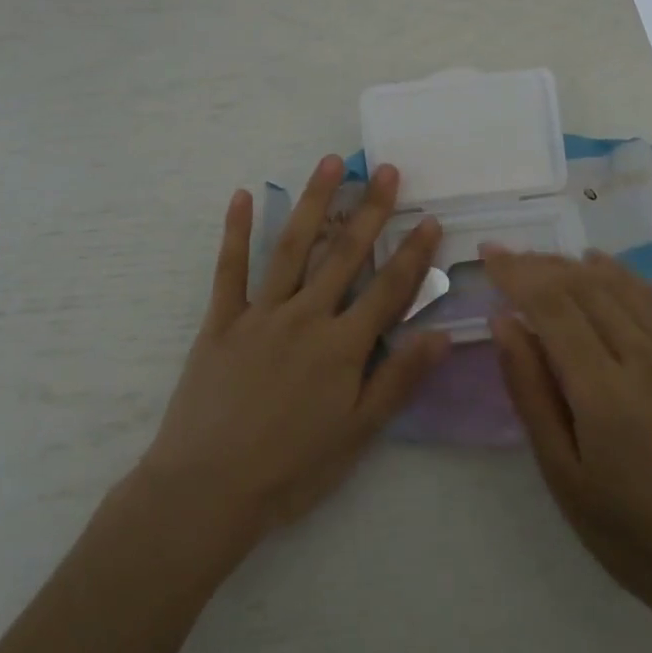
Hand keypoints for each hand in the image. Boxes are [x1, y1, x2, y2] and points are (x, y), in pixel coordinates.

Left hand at [137, 156, 448, 551]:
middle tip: (385, 169)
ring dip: (313, 203)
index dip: (413, 253)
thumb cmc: (290, 468)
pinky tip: (243, 196)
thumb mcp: (357, 434)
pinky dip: (236, 231)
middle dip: (370, 210)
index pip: (388, 290)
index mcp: (342, 347)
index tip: (430, 218)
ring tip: (330, 164)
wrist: (207, 488)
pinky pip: (229, 269)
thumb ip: (399, 380)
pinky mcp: (221, 320)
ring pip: (291, 248)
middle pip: (344, 255)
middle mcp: (305, 317)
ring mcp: (260, 314)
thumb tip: (443, 335)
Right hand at [484, 247, 651, 635]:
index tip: (488, 254)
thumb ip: (529, 390)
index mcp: (606, 393)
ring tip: (541, 260)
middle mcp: (647, 361)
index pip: (553, 308)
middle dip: (539, 265)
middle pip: (585, 287)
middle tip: (506, 256)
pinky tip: (599, 267)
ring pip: (620, 285)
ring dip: (575, 265)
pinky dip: (622, 275)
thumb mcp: (560, 471)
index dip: (517, 274)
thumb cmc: (625, 529)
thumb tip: (503, 322)